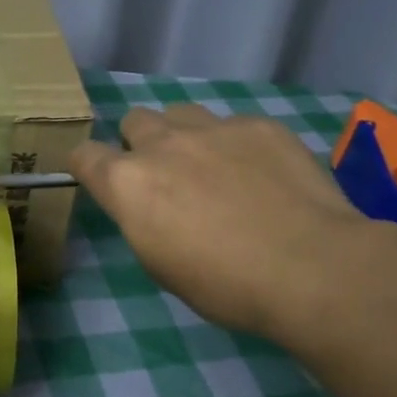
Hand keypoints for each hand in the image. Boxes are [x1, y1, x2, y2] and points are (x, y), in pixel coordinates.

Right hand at [70, 105, 371, 346]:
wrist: (312, 267)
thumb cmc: (226, 285)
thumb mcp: (161, 265)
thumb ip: (142, 220)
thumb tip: (149, 205)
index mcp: (128, 183)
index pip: (84, 155)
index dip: (89, 166)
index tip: (102, 181)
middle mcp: (162, 144)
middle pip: (133, 120)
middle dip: (141, 143)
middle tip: (166, 176)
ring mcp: (213, 128)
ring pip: (181, 112)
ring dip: (185, 135)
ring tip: (213, 166)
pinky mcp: (259, 125)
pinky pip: (234, 124)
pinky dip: (238, 145)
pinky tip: (264, 175)